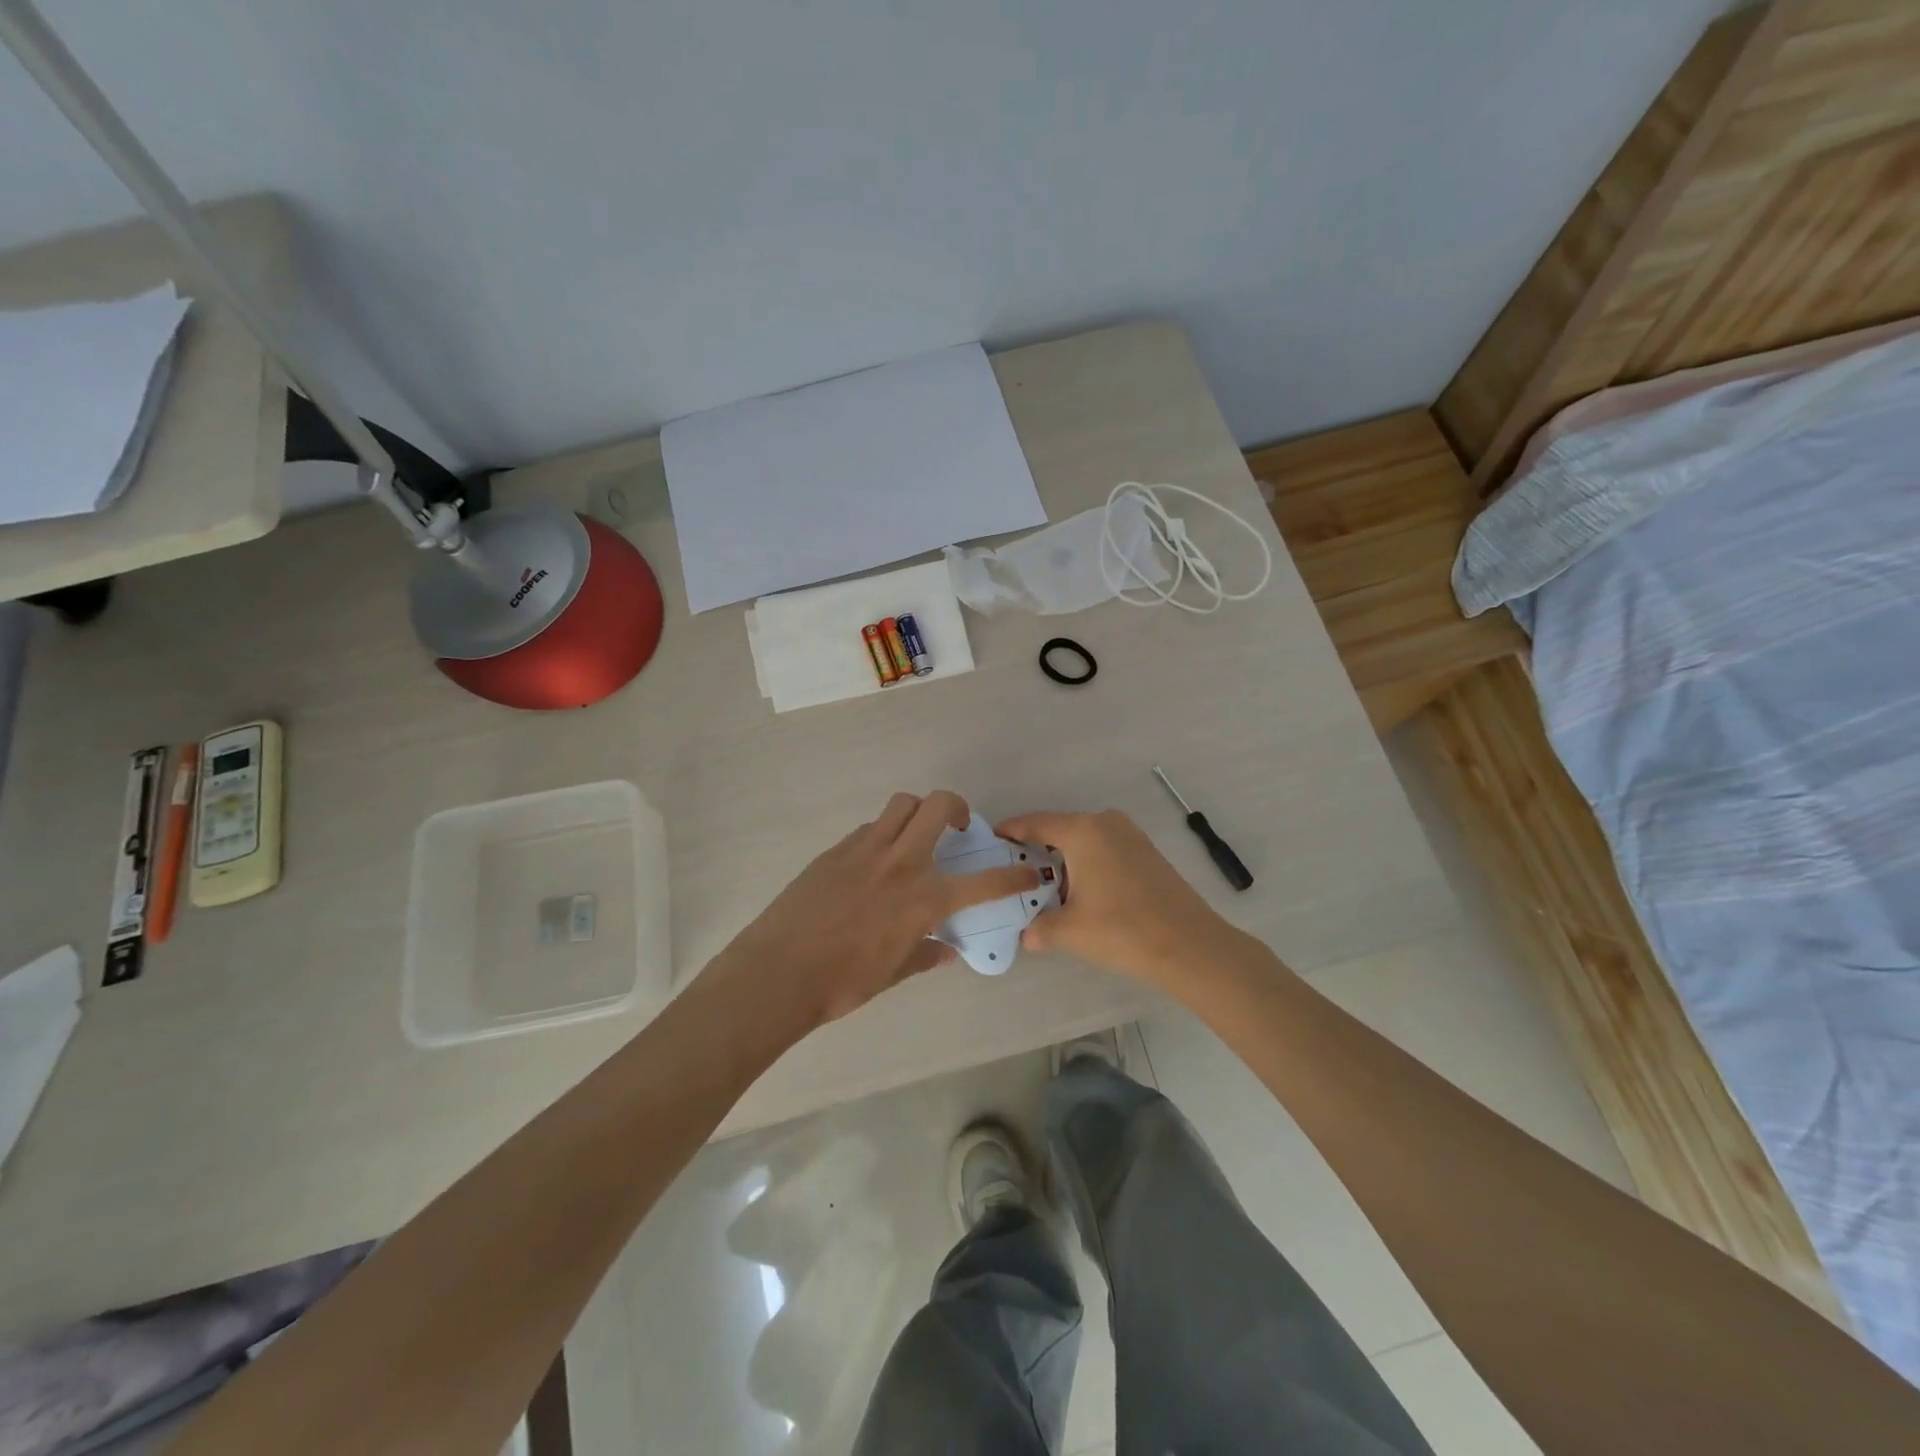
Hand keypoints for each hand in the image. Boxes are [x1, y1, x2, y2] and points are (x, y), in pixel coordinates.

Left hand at [712, 791, 1038, 1034]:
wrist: (779, 971)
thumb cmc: (842, 982)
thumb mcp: (893, 972)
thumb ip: (925, 953)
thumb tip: (945, 948)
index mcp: (923, 898)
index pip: (984, 883)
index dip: (1013, 877)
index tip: (1029, 873)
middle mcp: (901, 863)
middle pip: (938, 806)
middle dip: (958, 808)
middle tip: (957, 828)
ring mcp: (866, 850)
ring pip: (902, 805)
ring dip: (918, 812)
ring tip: (915, 836)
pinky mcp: (837, 849)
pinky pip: (871, 828)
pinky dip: (884, 834)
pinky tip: (874, 863)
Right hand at [994, 809, 1236, 988]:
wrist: (1191, 947)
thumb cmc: (1123, 930)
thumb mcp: (1070, 931)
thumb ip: (1040, 928)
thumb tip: (1027, 935)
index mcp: (1083, 830)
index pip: (1035, 823)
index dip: (1010, 831)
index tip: (990, 841)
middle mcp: (1106, 823)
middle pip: (1059, 829)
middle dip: (1035, 849)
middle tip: (1012, 871)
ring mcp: (1130, 835)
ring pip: (1083, 840)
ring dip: (1063, 859)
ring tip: (1043, 886)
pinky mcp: (1146, 852)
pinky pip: (1103, 849)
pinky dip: (1086, 864)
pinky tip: (1080, 891)